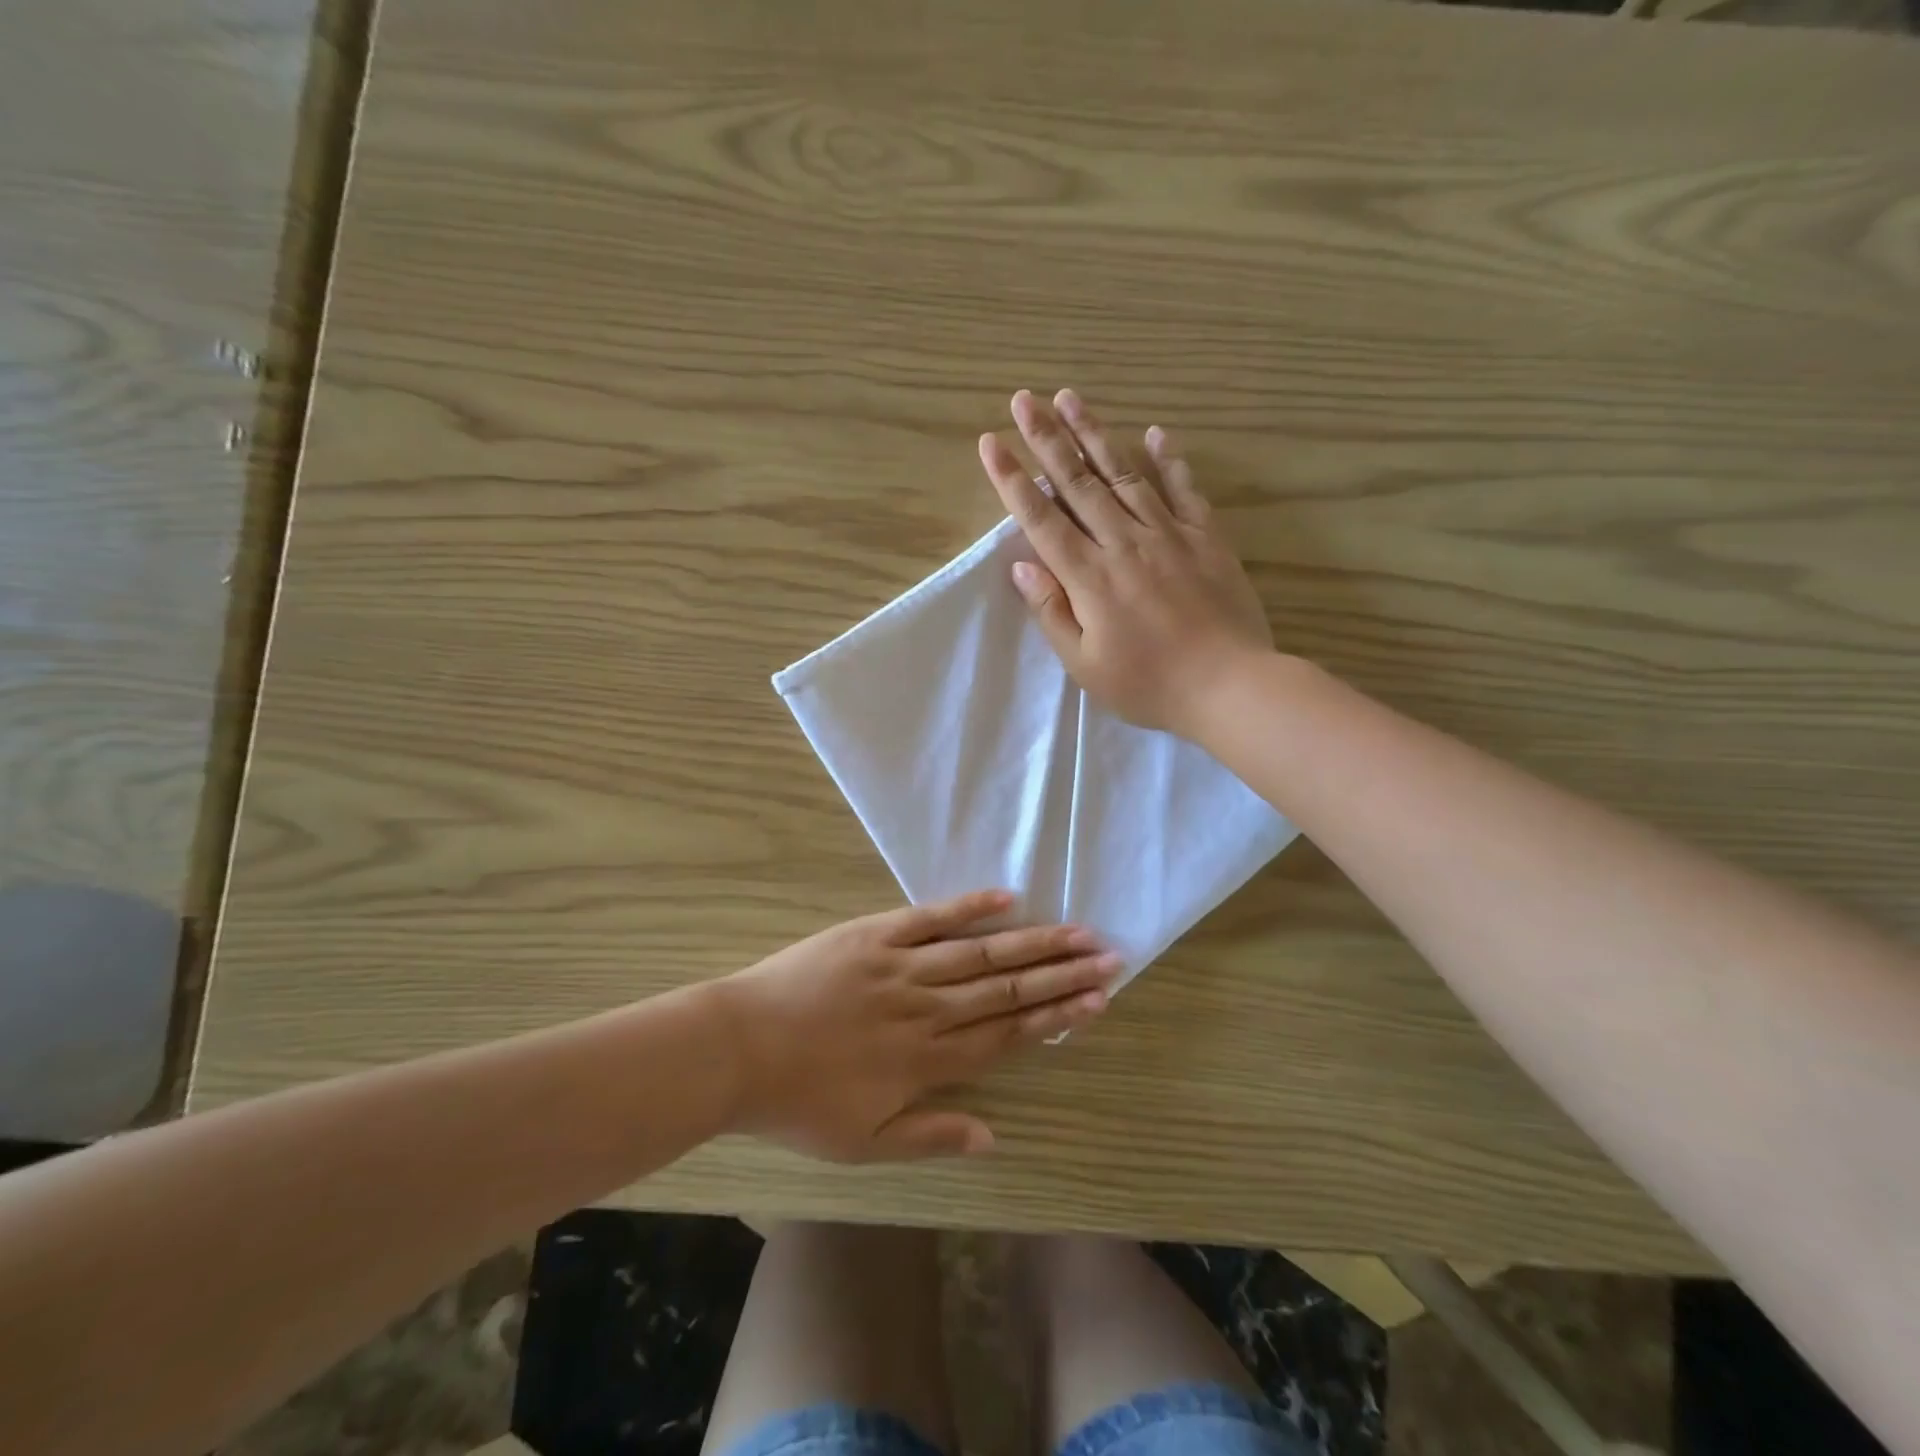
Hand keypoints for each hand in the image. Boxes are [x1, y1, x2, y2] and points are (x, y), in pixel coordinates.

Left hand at [716, 890, 1118, 1161]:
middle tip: (1110, 957)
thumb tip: (995, 1137)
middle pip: (1007, 989)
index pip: (1008, 1034)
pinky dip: (968, 907)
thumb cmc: (797, 1102)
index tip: (1097, 1001)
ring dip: (1032, 942)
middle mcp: (927, 1010)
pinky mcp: (875, 935)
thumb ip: (932, 1136)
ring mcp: (902, 967)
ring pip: (980, 953)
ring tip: (1076, 931)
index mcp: (927, 1061)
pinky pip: (930, 918)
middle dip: (1062, 974)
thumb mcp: (862, 1145)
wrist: (736, 1048)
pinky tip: (1005, 897)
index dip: (1056, 1018)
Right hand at [977, 388, 1273, 736]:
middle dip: (1046, 438)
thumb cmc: (1149, 685)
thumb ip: (1052, 611)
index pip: (1041, 518)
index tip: (991, 442)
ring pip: (1125, 473)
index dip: (1012, 479)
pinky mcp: (1206, 537)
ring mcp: (1168, 534)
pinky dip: (1169, 459)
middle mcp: (1124, 543)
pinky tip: (1154, 432)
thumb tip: (1022, 564)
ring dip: (1094, 434)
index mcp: (1089, 577)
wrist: (1230, 686)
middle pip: (1078, 482)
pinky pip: (1184, 489)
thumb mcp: (1085, 664)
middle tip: (1024, 399)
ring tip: (1070, 398)